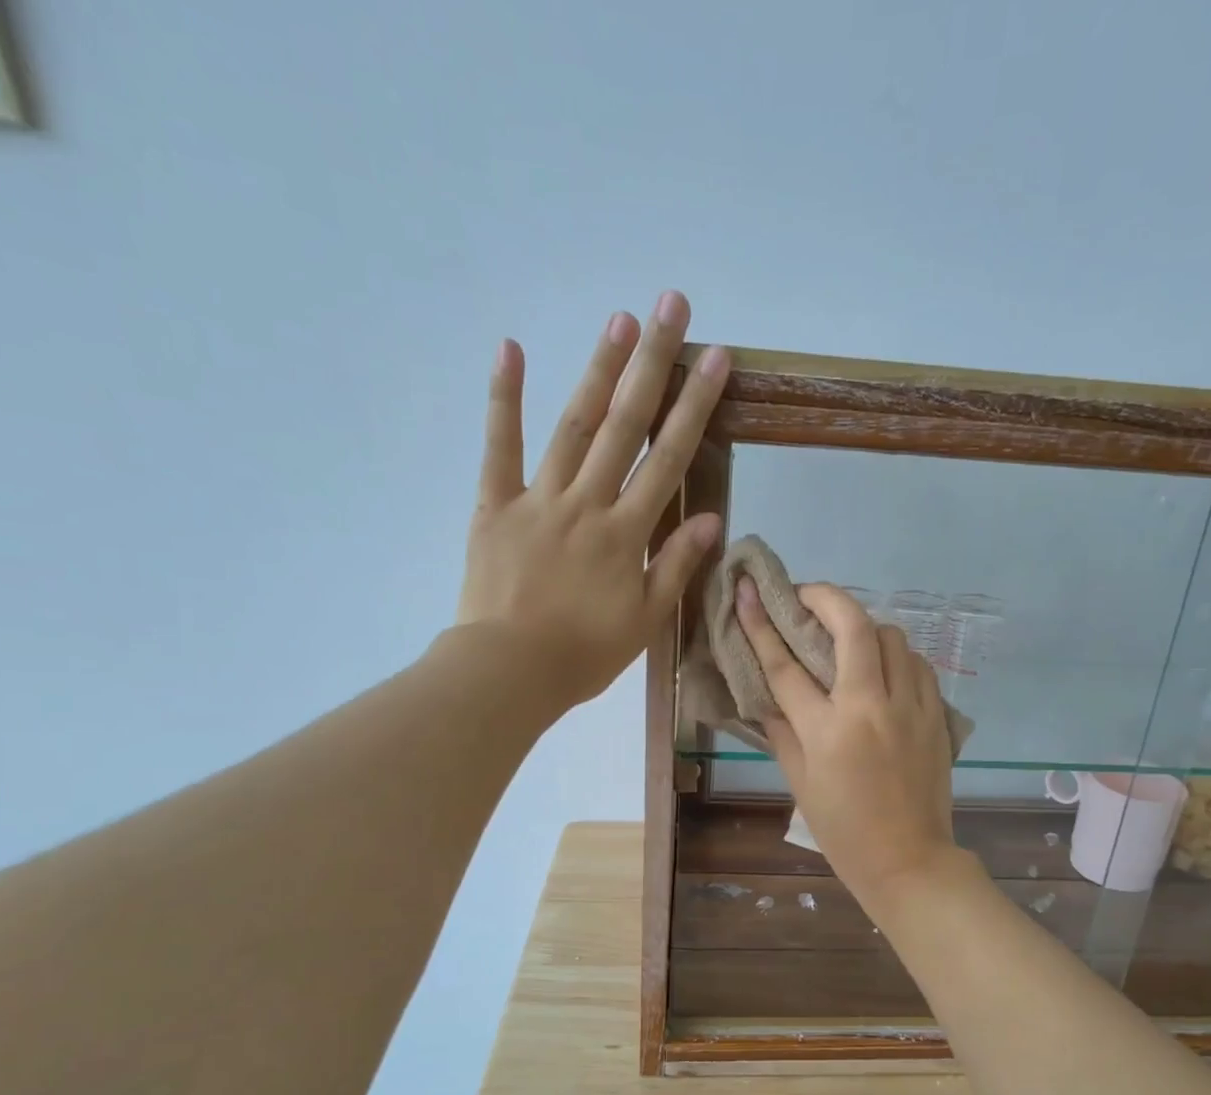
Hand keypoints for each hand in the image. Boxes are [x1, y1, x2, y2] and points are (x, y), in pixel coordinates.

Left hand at [456, 291, 729, 708]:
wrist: (509, 672)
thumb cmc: (584, 654)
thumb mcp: (645, 620)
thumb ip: (676, 566)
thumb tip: (711, 519)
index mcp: (626, 534)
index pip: (668, 460)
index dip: (694, 408)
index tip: (715, 359)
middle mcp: (587, 503)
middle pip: (625, 426)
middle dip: (652, 365)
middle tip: (670, 306)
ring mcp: (538, 499)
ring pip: (573, 426)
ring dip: (598, 371)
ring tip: (619, 320)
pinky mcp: (495, 506)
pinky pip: (499, 448)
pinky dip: (503, 399)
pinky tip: (511, 350)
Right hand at [737, 578, 960, 910]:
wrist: (909, 860)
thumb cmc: (844, 831)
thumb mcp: (800, 783)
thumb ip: (782, 732)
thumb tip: (767, 696)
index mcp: (828, 730)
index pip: (786, 666)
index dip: (760, 625)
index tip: (746, 593)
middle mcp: (871, 707)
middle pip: (852, 626)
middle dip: (825, 597)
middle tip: (805, 596)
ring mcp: (910, 706)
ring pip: (892, 636)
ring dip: (864, 626)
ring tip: (847, 639)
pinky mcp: (937, 714)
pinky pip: (917, 664)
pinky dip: (896, 655)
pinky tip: (883, 670)